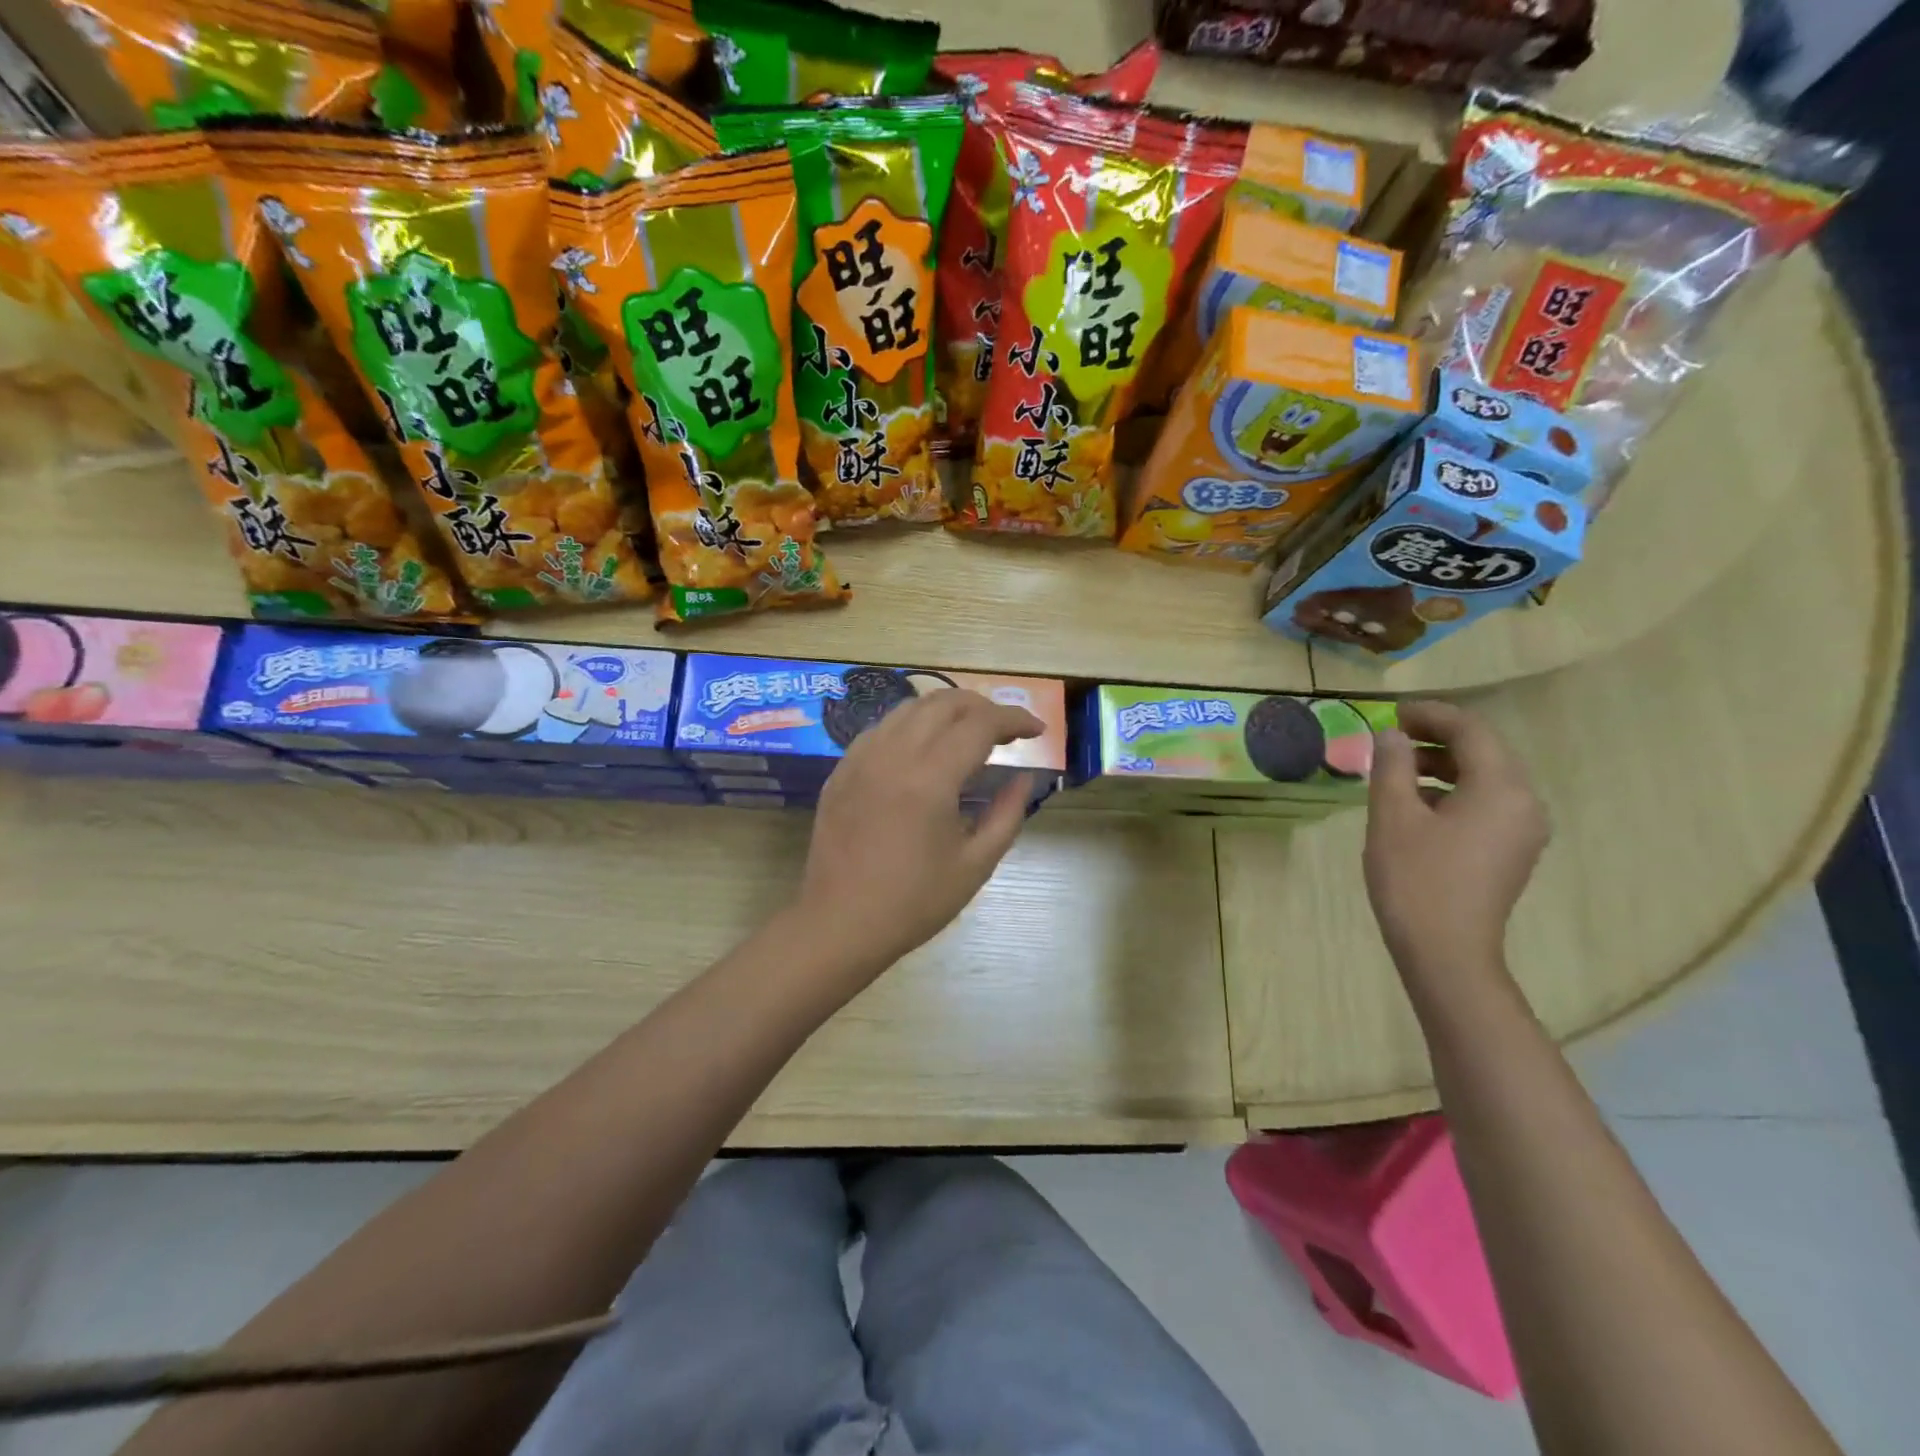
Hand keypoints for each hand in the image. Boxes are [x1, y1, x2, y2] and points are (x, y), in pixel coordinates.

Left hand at [792, 690, 1043, 981]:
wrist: (840, 924)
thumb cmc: (914, 902)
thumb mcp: (975, 864)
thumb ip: (1007, 814)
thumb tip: (1024, 777)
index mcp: (930, 778)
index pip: (980, 724)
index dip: (1014, 719)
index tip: (1037, 730)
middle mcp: (893, 754)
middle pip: (944, 702)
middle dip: (983, 706)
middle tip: (1006, 731)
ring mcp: (861, 758)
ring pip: (909, 708)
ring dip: (946, 711)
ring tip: (967, 734)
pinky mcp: (841, 770)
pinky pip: (881, 728)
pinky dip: (911, 725)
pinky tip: (922, 750)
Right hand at [1364, 700, 1548, 979]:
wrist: (1446, 951)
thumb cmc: (1415, 879)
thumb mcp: (1392, 815)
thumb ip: (1391, 766)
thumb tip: (1391, 735)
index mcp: (1501, 787)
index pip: (1470, 730)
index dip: (1429, 715)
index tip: (1390, 713)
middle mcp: (1525, 801)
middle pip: (1484, 751)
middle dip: (1436, 738)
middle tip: (1390, 737)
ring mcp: (1524, 829)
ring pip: (1485, 778)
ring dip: (1442, 765)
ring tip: (1396, 769)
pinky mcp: (1513, 850)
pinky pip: (1487, 803)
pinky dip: (1453, 791)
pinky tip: (1416, 803)